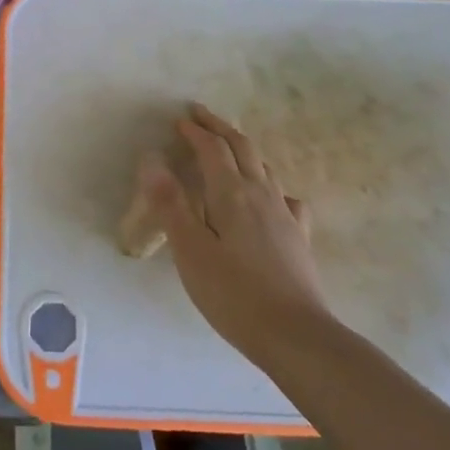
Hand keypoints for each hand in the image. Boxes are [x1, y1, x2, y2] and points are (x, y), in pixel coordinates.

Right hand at [141, 103, 331, 365]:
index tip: (179, 120)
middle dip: (220, 127)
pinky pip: (282, 196)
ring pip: (264, 167)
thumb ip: (170, 204)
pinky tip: (267, 198)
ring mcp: (284, 215)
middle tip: (200, 115)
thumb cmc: (232, 293)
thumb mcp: (190, 250)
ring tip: (227, 148)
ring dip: (242, 149)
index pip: (213, 149)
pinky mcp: (297, 237)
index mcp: (232, 194)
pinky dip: (268, 184)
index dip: (195, 131)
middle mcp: (262, 194)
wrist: (295, 335)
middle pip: (243, 148)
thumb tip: (152, 160)